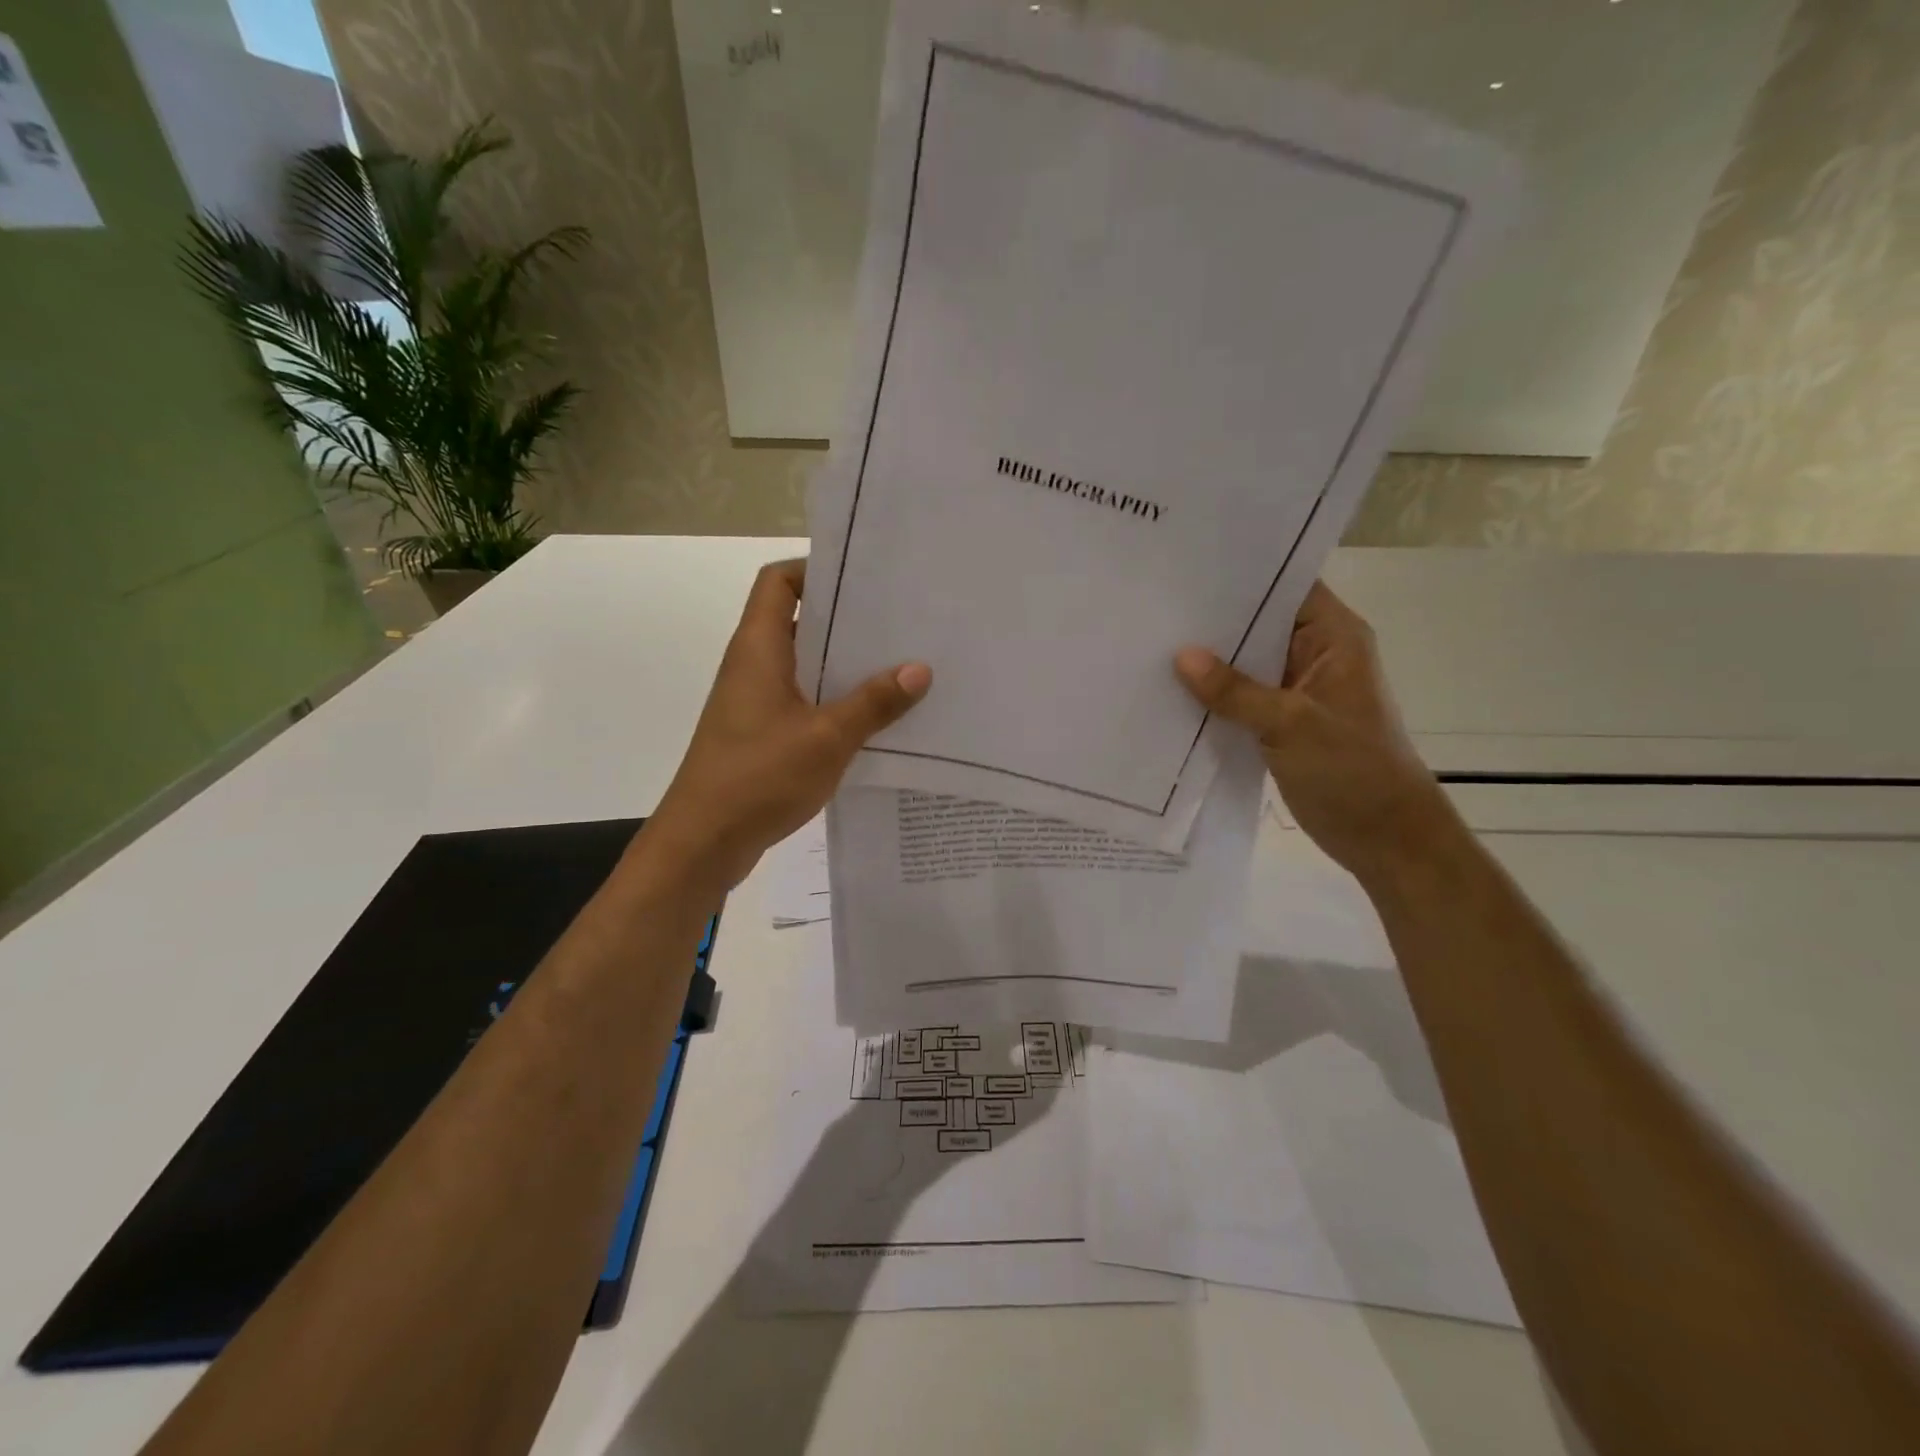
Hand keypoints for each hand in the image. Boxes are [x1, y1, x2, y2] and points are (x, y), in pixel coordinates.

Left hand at [643, 559, 930, 891]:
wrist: (703, 842)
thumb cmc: (759, 777)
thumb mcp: (827, 737)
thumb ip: (874, 703)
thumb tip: (919, 669)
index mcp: (759, 648)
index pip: (778, 581)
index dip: (815, 570)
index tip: (864, 580)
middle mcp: (754, 666)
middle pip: (798, 621)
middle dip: (846, 621)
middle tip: (900, 623)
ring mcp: (755, 702)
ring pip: (805, 666)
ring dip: (845, 666)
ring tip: (900, 667)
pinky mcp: (762, 734)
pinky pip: (804, 702)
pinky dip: (836, 702)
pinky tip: (876, 718)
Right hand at [1174, 581, 1446, 883]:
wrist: (1384, 838)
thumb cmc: (1352, 771)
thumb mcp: (1290, 725)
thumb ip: (1235, 690)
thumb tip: (1181, 655)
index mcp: (1334, 638)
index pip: (1286, 586)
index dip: (1242, 576)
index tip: (1188, 572)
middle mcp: (1316, 655)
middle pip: (1260, 623)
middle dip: (1213, 620)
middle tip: (1156, 608)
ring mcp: (1298, 690)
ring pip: (1247, 663)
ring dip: (1210, 661)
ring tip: (1153, 644)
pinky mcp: (1282, 722)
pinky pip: (1242, 698)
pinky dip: (1215, 696)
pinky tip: (1172, 692)